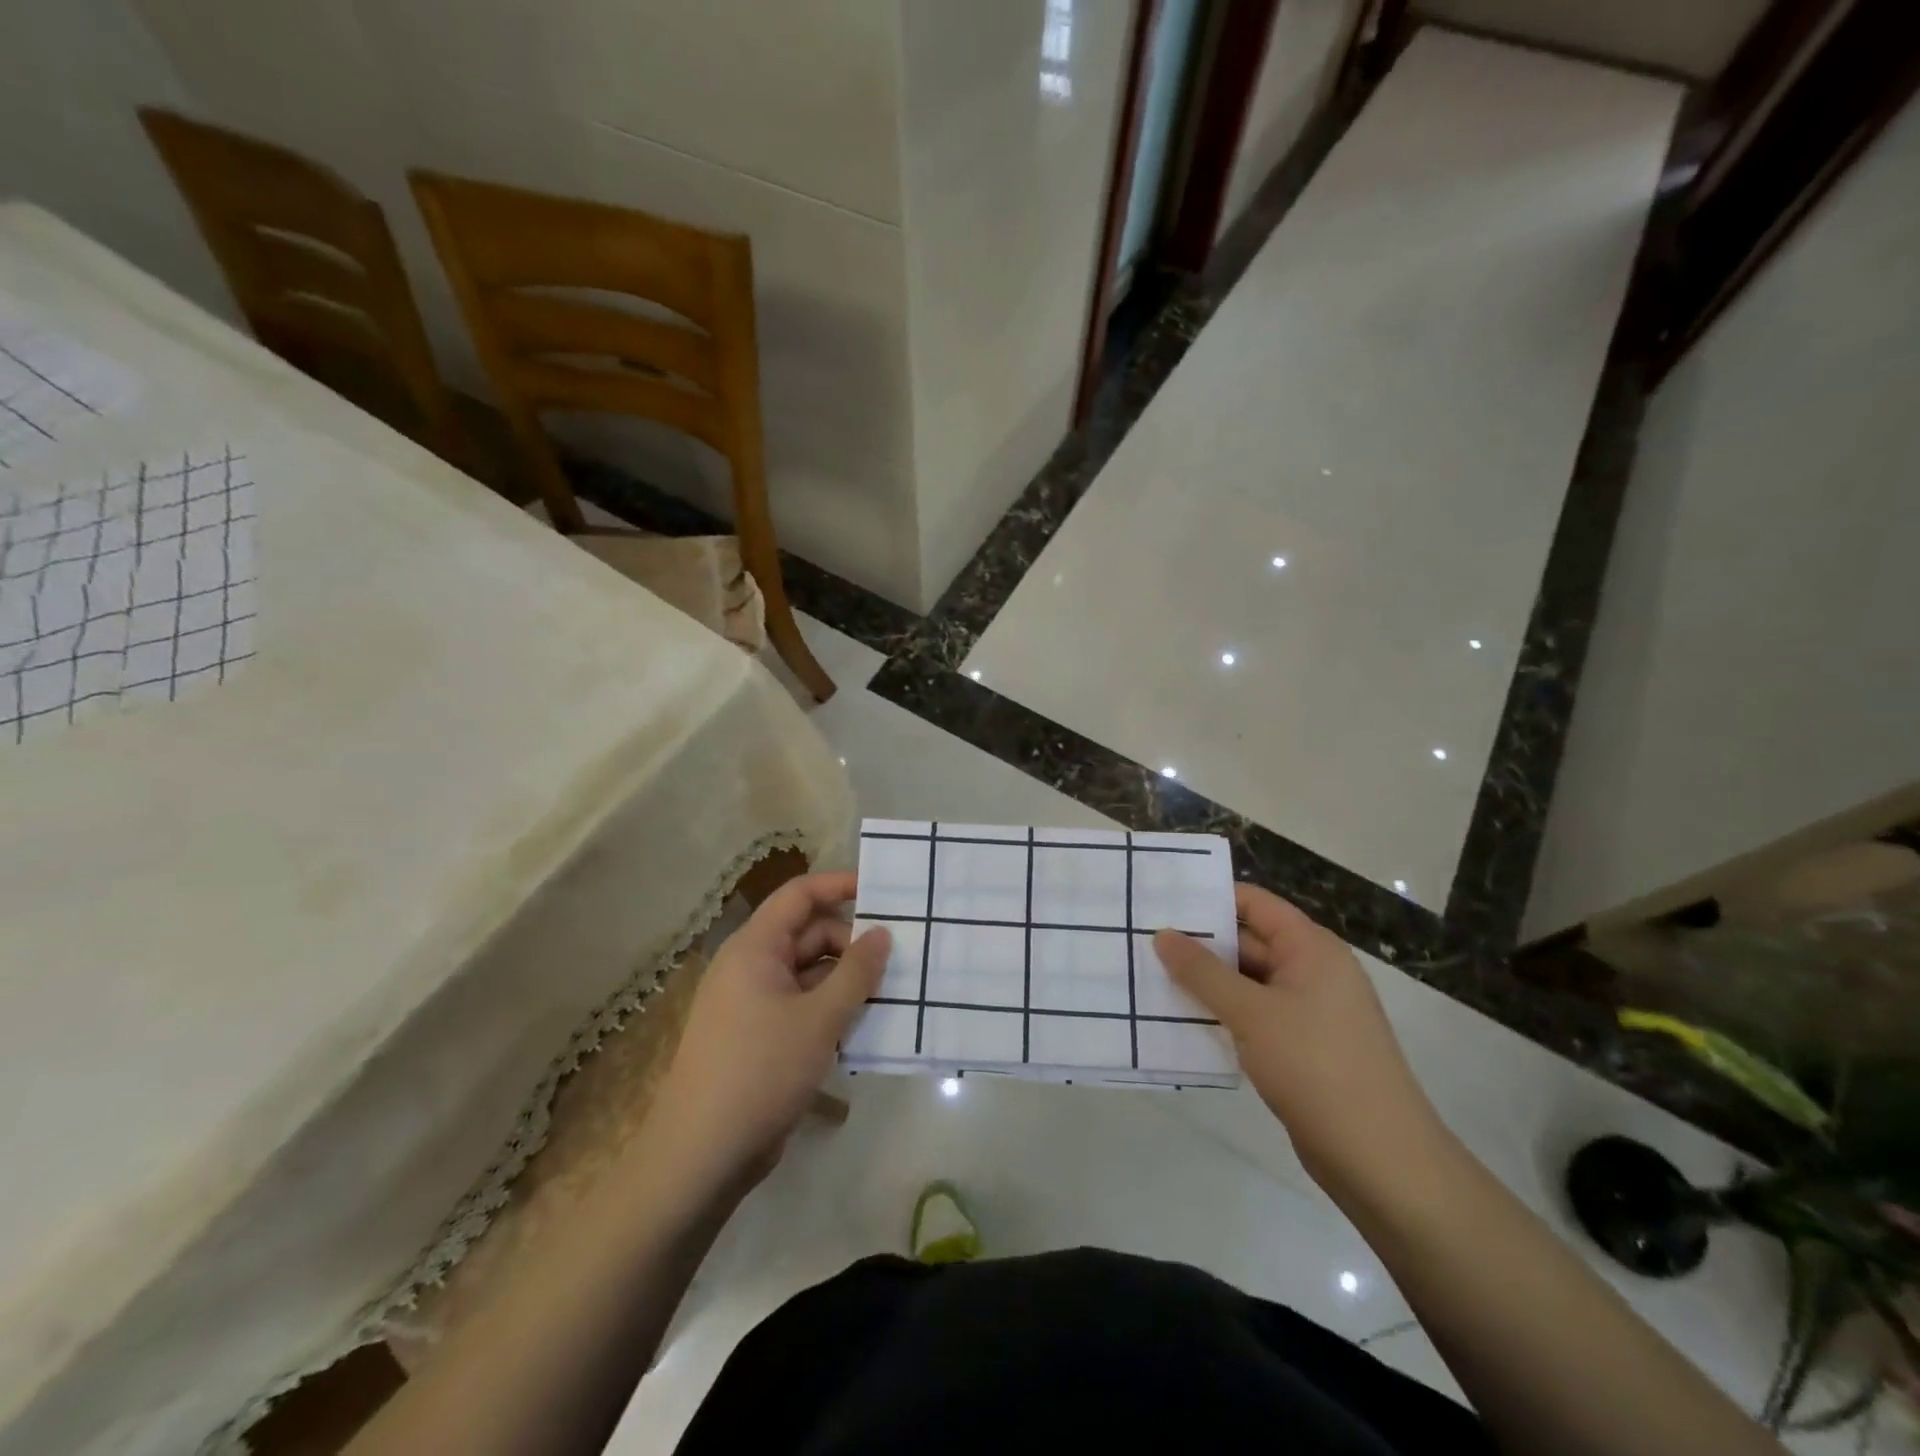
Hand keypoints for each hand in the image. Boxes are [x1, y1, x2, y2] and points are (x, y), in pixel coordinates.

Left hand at [648, 872, 889, 1195]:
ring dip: (845, 981)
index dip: (839, 886)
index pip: (799, 895)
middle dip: (852, 944)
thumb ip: (856, 971)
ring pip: (808, 974)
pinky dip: (830, 1010)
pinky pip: (801, 1006)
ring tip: (889, 996)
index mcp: (755, 948)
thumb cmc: (760, 1071)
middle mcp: (750, 967)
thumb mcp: (820, 1018)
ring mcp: (752, 1004)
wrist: (701, 1155)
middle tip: (897, 963)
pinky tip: (862, 1029)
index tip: (883, 893)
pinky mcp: (758, 1037)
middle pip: (808, 935)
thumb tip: (882, 933)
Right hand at [1153, 885, 1444, 1197]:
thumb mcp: (1251, 1013)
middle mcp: (1312, 970)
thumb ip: (1203, 971)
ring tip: (1149, 976)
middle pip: (1248, 941)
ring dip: (1206, 982)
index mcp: (1310, 948)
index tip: (1162, 899)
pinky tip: (1181, 1019)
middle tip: (1143, 940)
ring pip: (1247, 982)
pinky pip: (1254, 1015)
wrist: (1380, 1158)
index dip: (1210, 897)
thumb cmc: (1316, 1067)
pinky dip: (1222, 1013)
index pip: (1254, 903)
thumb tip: (1162, 934)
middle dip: (1199, 943)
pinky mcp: (1301, 1047)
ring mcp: (1308, 1011)